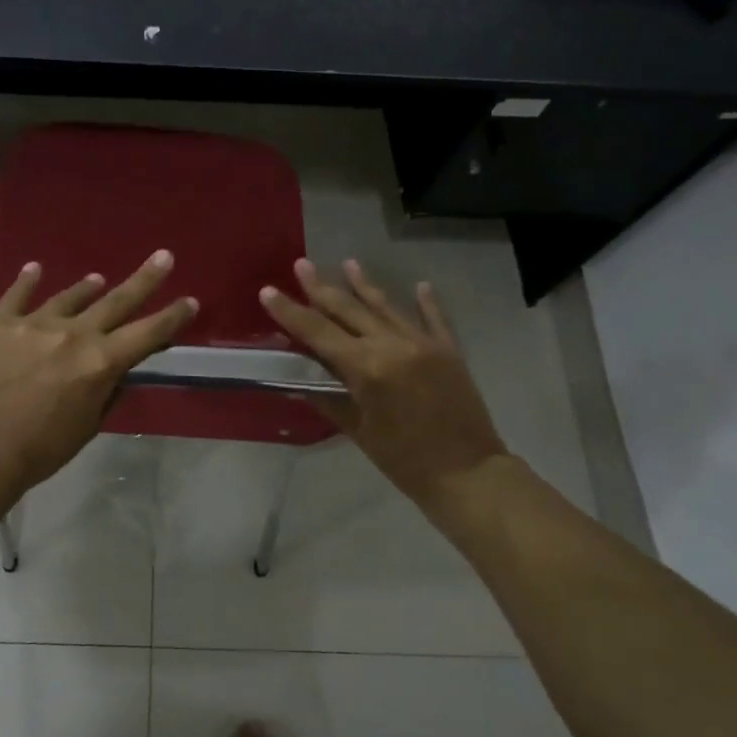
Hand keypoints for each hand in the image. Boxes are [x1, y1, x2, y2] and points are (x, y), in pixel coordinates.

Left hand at [0, 251, 197, 495]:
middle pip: (116, 301)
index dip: (172, 318)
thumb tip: (115, 371)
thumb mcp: (89, 425)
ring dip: (86, 288)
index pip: (147, 334)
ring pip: (68, 297)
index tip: (190, 301)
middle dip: (144, 279)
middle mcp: (73, 334)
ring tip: (97, 279)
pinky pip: (16, 296)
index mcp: (100, 362)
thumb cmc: (42, 449)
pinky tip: (35, 269)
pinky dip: (27, 282)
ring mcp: (34, 324)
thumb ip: (106, 391)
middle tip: (163, 257)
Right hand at [260, 259, 507, 505]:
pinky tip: (419, 285)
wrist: (468, 473)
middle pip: (348, 309)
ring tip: (347, 263)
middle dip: (321, 287)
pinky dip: (425, 302)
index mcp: (366, 367)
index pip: (317, 332)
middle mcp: (392, 345)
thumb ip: (328, 397)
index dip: (290, 311)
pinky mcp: (448, 350)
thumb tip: (300, 378)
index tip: (268, 291)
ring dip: (364, 285)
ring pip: (385, 306)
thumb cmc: (404, 460)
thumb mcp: (358, 431)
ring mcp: (423, 343)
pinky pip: (433, 318)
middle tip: (302, 264)